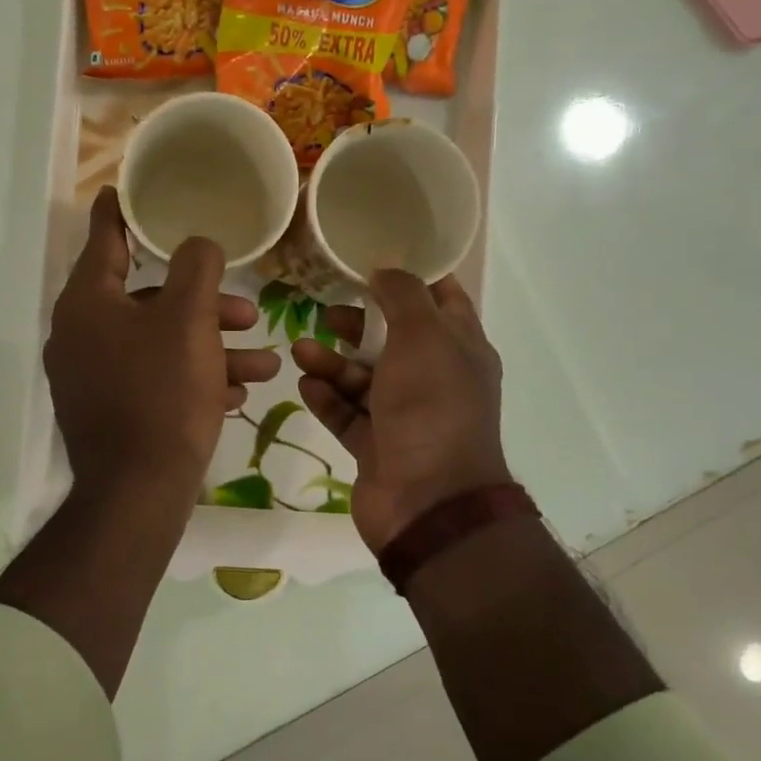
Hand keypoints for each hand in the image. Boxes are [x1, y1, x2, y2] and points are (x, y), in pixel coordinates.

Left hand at [46, 188, 279, 512]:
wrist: (139, 491)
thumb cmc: (163, 393)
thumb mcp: (189, 320)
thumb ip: (197, 267)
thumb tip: (197, 244)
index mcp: (88, 303)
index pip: (105, 238)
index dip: (122, 211)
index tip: (128, 189)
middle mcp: (82, 335)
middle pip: (150, 300)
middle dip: (207, 306)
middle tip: (250, 313)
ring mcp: (93, 377)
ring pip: (161, 344)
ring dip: (214, 349)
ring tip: (266, 364)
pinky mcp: (110, 411)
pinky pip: (156, 380)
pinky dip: (195, 379)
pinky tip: (238, 393)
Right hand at [291, 272, 509, 551]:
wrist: (428, 502)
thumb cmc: (431, 408)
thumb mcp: (424, 337)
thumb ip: (403, 296)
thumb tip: (385, 269)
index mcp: (460, 349)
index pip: (441, 300)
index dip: (411, 276)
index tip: (371, 258)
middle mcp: (435, 380)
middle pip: (392, 339)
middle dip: (358, 324)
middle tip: (324, 312)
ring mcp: (404, 416)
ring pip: (363, 378)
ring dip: (332, 362)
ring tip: (300, 349)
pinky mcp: (376, 447)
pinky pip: (347, 414)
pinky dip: (327, 398)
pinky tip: (303, 382)